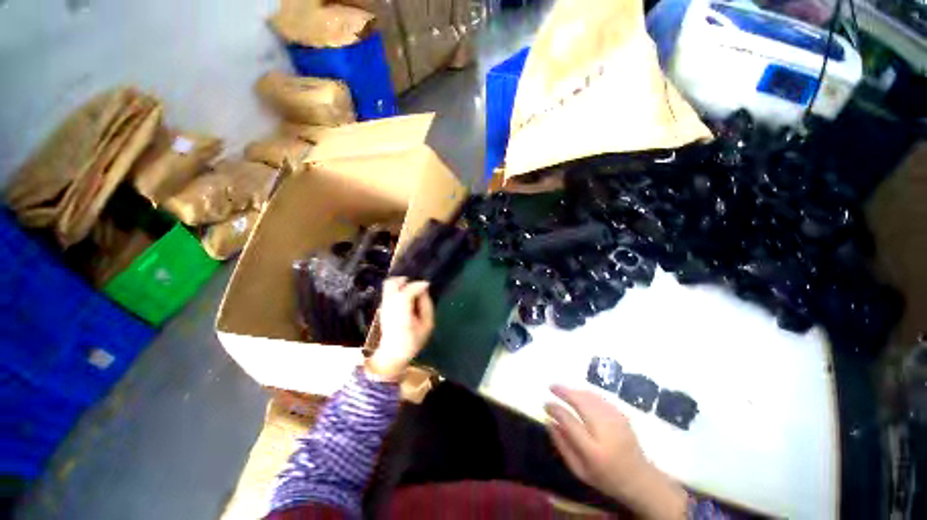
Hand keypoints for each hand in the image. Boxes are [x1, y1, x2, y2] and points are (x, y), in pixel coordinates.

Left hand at [367, 277, 433, 381]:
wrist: (392, 354)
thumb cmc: (413, 341)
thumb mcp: (427, 325)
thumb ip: (427, 305)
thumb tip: (424, 290)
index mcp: (401, 314)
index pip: (406, 292)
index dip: (418, 285)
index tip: (428, 285)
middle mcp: (389, 307)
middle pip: (392, 283)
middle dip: (406, 281)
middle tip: (417, 286)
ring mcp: (383, 306)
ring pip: (389, 284)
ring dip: (401, 284)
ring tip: (412, 291)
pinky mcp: (382, 306)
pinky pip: (389, 290)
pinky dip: (398, 288)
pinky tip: (407, 297)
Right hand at [545, 385, 688, 519]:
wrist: (640, 479)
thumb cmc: (605, 477)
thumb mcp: (579, 470)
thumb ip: (562, 445)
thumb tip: (549, 420)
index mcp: (593, 450)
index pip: (569, 421)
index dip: (555, 409)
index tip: (545, 403)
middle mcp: (605, 431)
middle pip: (581, 402)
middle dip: (564, 391)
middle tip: (551, 386)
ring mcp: (616, 420)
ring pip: (590, 396)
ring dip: (574, 390)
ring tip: (562, 390)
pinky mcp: (622, 414)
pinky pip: (599, 398)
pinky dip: (586, 393)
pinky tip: (579, 394)